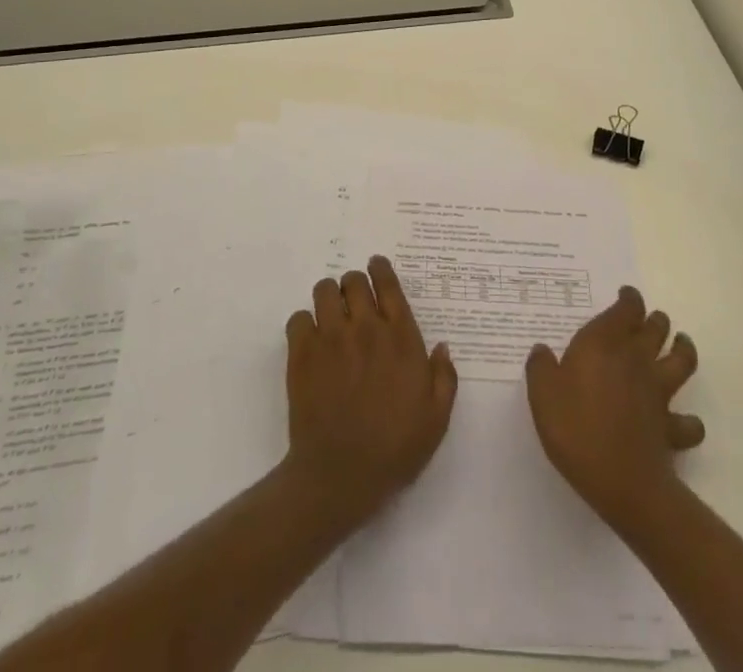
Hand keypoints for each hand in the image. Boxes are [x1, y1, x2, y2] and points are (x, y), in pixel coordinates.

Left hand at [283, 256, 457, 523]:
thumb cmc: (394, 449)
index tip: (376, 267)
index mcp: (401, 338)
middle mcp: (366, 328)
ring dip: (329, 297)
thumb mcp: (437, 419)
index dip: (381, 269)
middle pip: (354, 281)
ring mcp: (331, 338)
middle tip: (354, 303)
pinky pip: (298, 318)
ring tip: (330, 315)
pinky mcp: (303, 354)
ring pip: (325, 290)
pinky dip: (304, 323)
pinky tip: (310, 340)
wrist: (340, 476)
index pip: (389, 284)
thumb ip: (444, 378)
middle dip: (355, 285)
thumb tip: (441, 346)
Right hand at [525, 285, 703, 525]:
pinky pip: (689, 421)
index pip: (626, 308)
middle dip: (654, 319)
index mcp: (604, 343)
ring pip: (682, 360)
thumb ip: (541, 367)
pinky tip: (684, 419)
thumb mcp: (542, 394)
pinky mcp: (671, 426)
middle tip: (647, 320)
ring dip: (683, 349)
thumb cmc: (576, 428)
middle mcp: (636, 359)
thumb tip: (542, 350)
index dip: (629, 299)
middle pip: (656, 328)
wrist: (620, 480)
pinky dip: (690, 419)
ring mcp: (658, 392)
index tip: (624, 296)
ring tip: (680, 345)